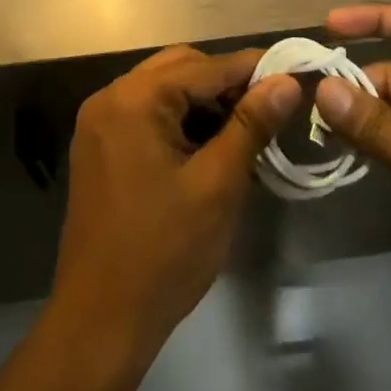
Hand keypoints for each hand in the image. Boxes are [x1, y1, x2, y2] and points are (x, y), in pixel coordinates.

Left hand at [51, 46, 300, 360]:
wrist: (99, 323)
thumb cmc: (163, 253)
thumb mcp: (217, 186)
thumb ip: (251, 126)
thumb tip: (286, 82)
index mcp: (134, 99)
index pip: (204, 67)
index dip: (250, 68)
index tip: (291, 72)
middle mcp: (110, 97)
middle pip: (179, 68)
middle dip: (225, 83)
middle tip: (268, 106)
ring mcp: (99, 122)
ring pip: (163, 89)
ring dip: (202, 101)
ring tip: (245, 127)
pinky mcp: (99, 147)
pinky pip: (146, 113)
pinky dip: (179, 119)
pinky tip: (209, 144)